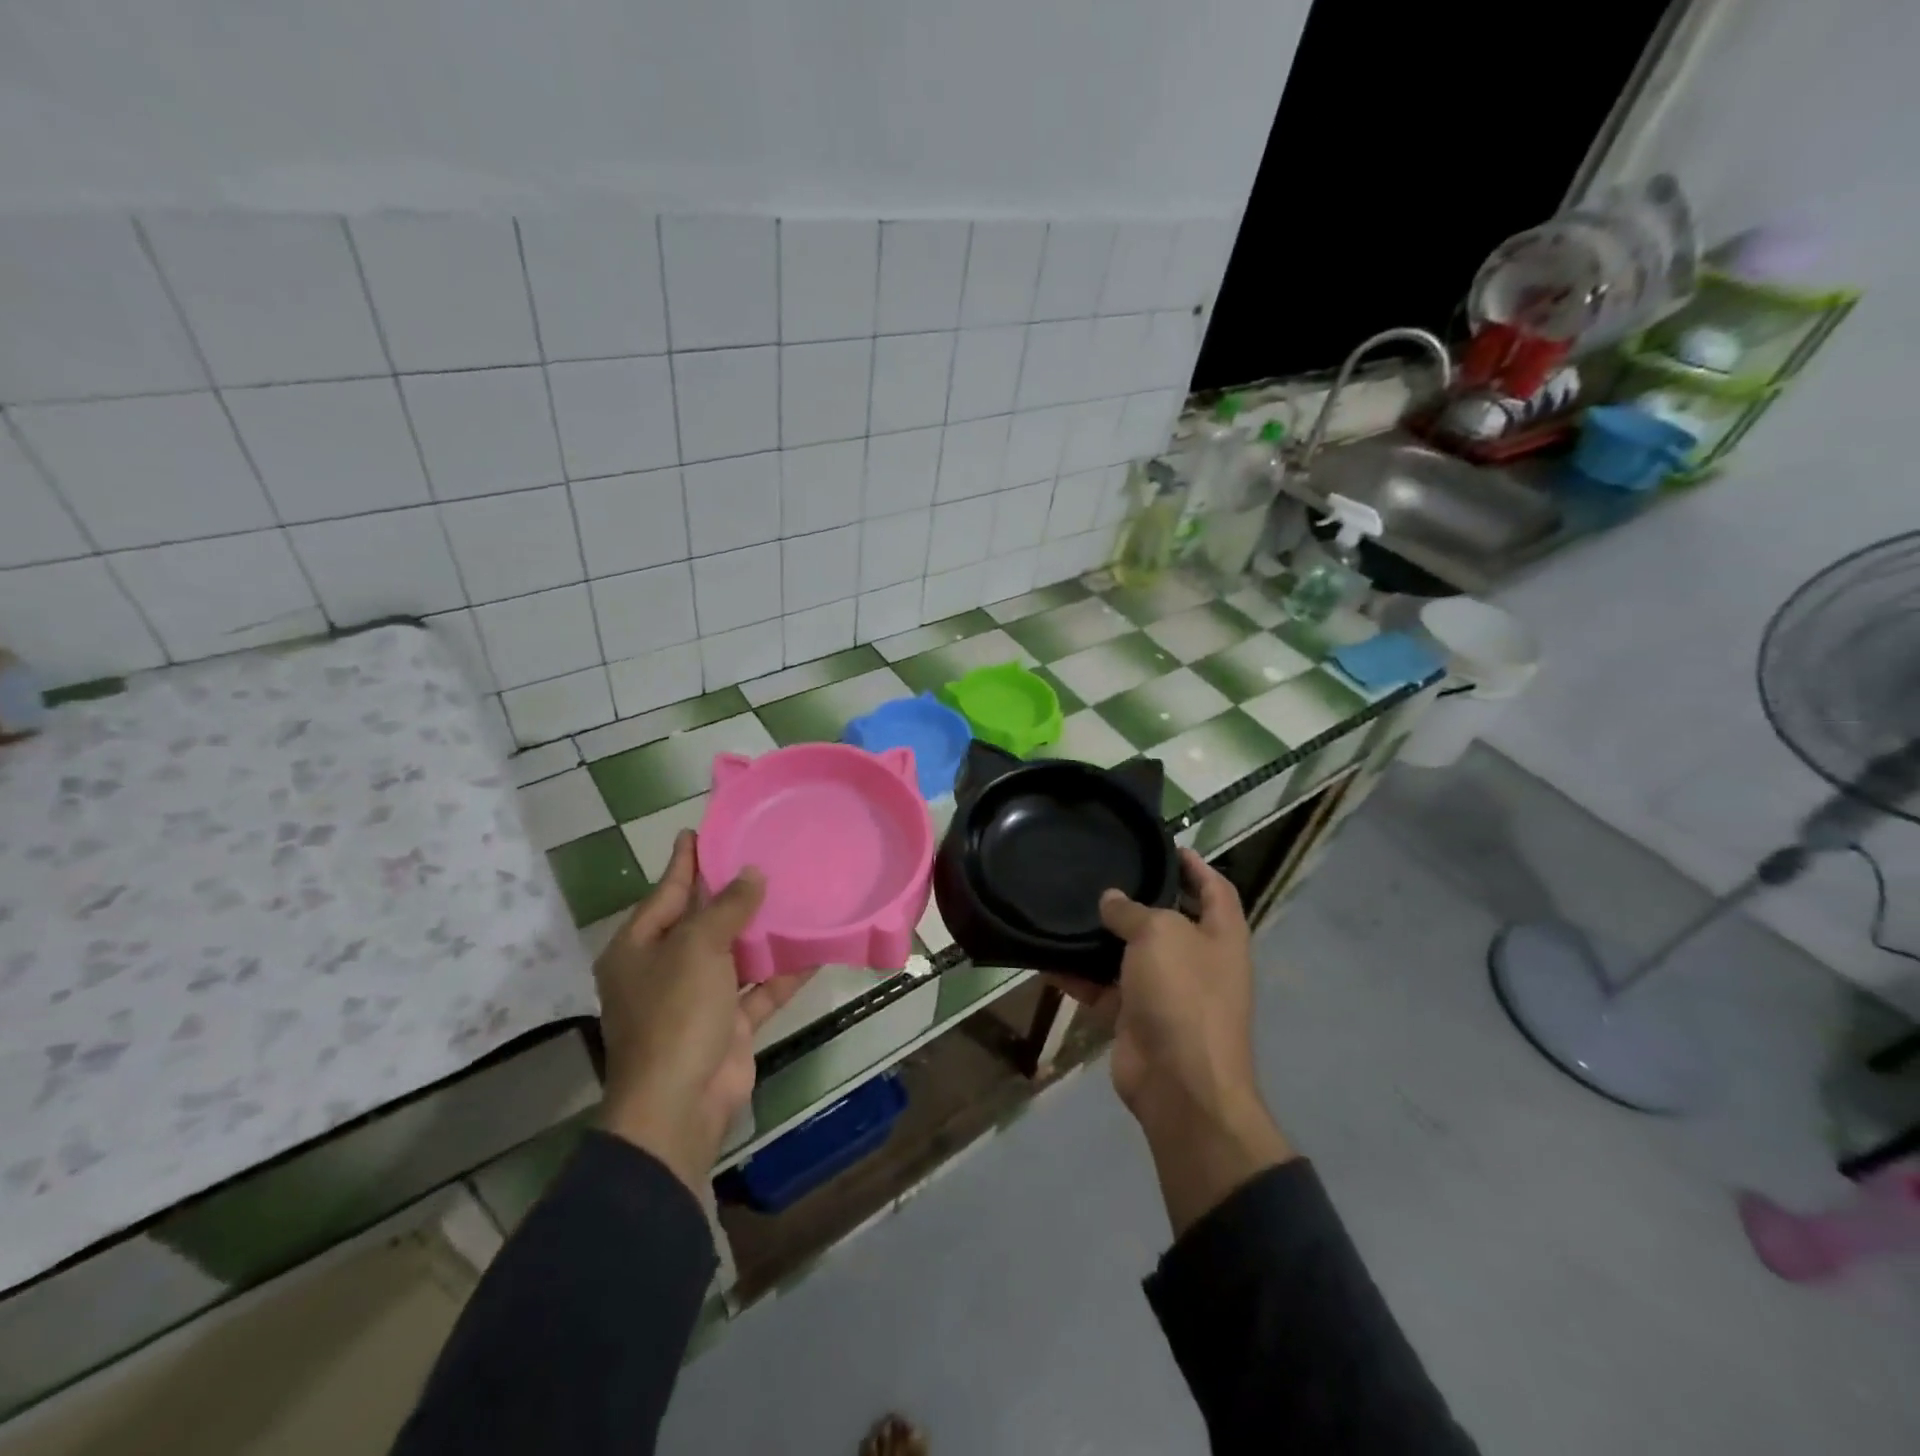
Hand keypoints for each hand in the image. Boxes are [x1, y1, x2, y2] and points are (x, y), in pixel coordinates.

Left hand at [593, 831, 812, 1195]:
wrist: (680, 1105)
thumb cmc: (675, 1014)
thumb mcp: (697, 948)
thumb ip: (726, 908)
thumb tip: (752, 874)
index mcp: (639, 949)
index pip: (666, 893)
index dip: (686, 862)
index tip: (701, 831)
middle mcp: (665, 970)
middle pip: (703, 922)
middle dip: (732, 895)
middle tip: (763, 856)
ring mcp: (698, 1000)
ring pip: (736, 955)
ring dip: (764, 933)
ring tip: (795, 894)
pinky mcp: (730, 1025)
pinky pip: (760, 989)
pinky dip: (785, 973)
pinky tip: (816, 949)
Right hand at [1068, 848, 1293, 1235]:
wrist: (1179, 1083)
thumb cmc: (1183, 994)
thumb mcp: (1159, 934)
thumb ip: (1133, 911)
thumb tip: (1111, 900)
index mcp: (1221, 935)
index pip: (1214, 888)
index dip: (1195, 864)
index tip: (1165, 844)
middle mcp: (1197, 960)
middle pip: (1168, 919)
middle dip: (1139, 899)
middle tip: (1102, 872)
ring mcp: (1167, 991)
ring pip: (1130, 955)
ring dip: (1102, 938)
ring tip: (1068, 907)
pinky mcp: (1136, 1018)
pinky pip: (1104, 988)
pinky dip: (1080, 976)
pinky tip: (1049, 957)